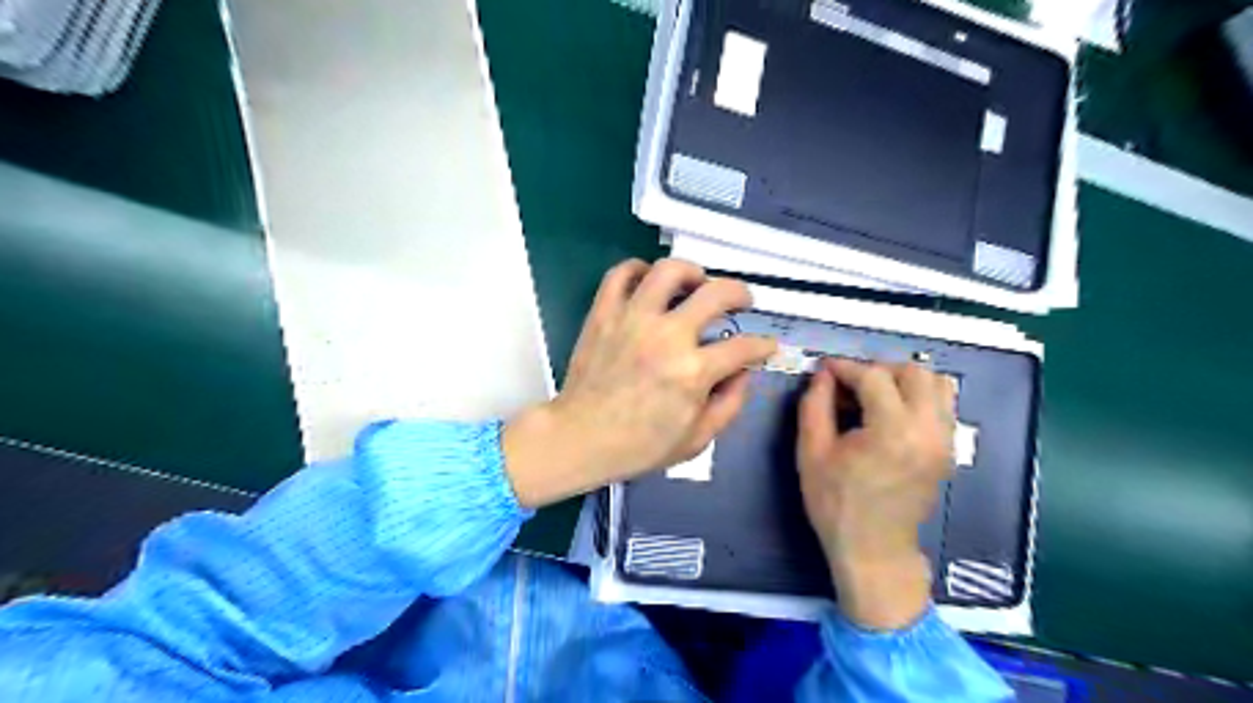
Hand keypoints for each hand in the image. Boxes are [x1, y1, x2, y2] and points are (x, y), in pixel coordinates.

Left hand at [503, 257, 779, 511]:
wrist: (581, 438)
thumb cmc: (639, 446)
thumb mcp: (697, 440)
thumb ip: (730, 404)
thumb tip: (743, 372)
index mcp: (694, 371)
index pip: (744, 347)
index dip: (763, 346)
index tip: (765, 346)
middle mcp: (668, 336)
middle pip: (716, 293)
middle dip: (740, 293)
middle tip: (741, 301)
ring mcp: (633, 319)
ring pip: (669, 271)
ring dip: (692, 272)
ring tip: (696, 283)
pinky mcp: (604, 313)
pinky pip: (620, 274)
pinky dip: (638, 269)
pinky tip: (649, 282)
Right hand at [797, 360, 954, 628]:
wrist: (874, 550)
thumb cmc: (836, 504)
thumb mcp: (811, 453)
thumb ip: (815, 406)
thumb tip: (822, 375)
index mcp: (892, 431)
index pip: (874, 377)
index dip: (846, 367)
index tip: (825, 369)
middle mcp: (927, 430)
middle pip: (914, 371)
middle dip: (878, 369)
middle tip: (851, 385)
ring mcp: (944, 440)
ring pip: (938, 383)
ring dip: (904, 380)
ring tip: (876, 395)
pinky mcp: (949, 450)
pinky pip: (943, 405)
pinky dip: (920, 396)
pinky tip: (893, 413)